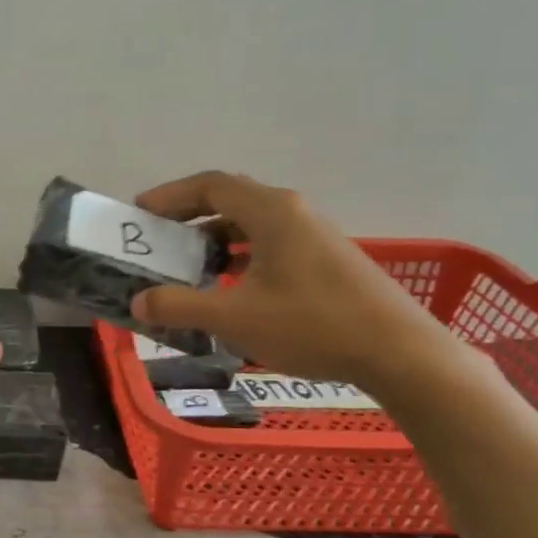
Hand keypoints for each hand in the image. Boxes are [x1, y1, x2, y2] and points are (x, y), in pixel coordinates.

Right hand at [129, 171, 452, 392]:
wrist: (398, 352)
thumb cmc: (312, 325)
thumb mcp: (235, 318)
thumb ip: (180, 306)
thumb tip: (139, 301)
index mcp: (272, 212)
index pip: (211, 185)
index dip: (170, 195)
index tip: (140, 213)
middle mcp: (293, 212)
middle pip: (230, 198)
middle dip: (188, 215)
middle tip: (157, 238)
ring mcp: (313, 235)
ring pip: (251, 223)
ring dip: (214, 238)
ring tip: (187, 265)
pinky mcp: (325, 259)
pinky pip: (269, 242)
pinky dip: (239, 254)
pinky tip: (230, 286)